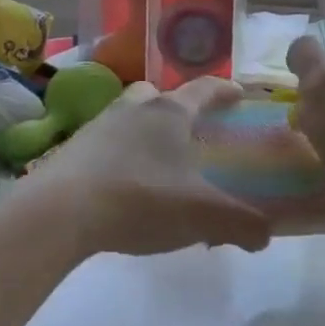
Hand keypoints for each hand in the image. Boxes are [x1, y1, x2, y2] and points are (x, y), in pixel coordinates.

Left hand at [42, 77, 272, 257]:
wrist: (59, 213)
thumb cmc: (141, 199)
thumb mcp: (203, 215)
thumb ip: (242, 224)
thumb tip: (265, 236)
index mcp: (170, 113)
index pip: (204, 89)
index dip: (224, 91)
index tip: (239, 94)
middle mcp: (133, 109)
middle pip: (159, 96)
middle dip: (177, 108)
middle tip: (190, 130)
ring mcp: (98, 127)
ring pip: (128, 117)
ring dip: (144, 131)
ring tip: (157, 163)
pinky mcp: (71, 151)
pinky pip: (104, 144)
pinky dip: (119, 157)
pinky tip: (124, 186)